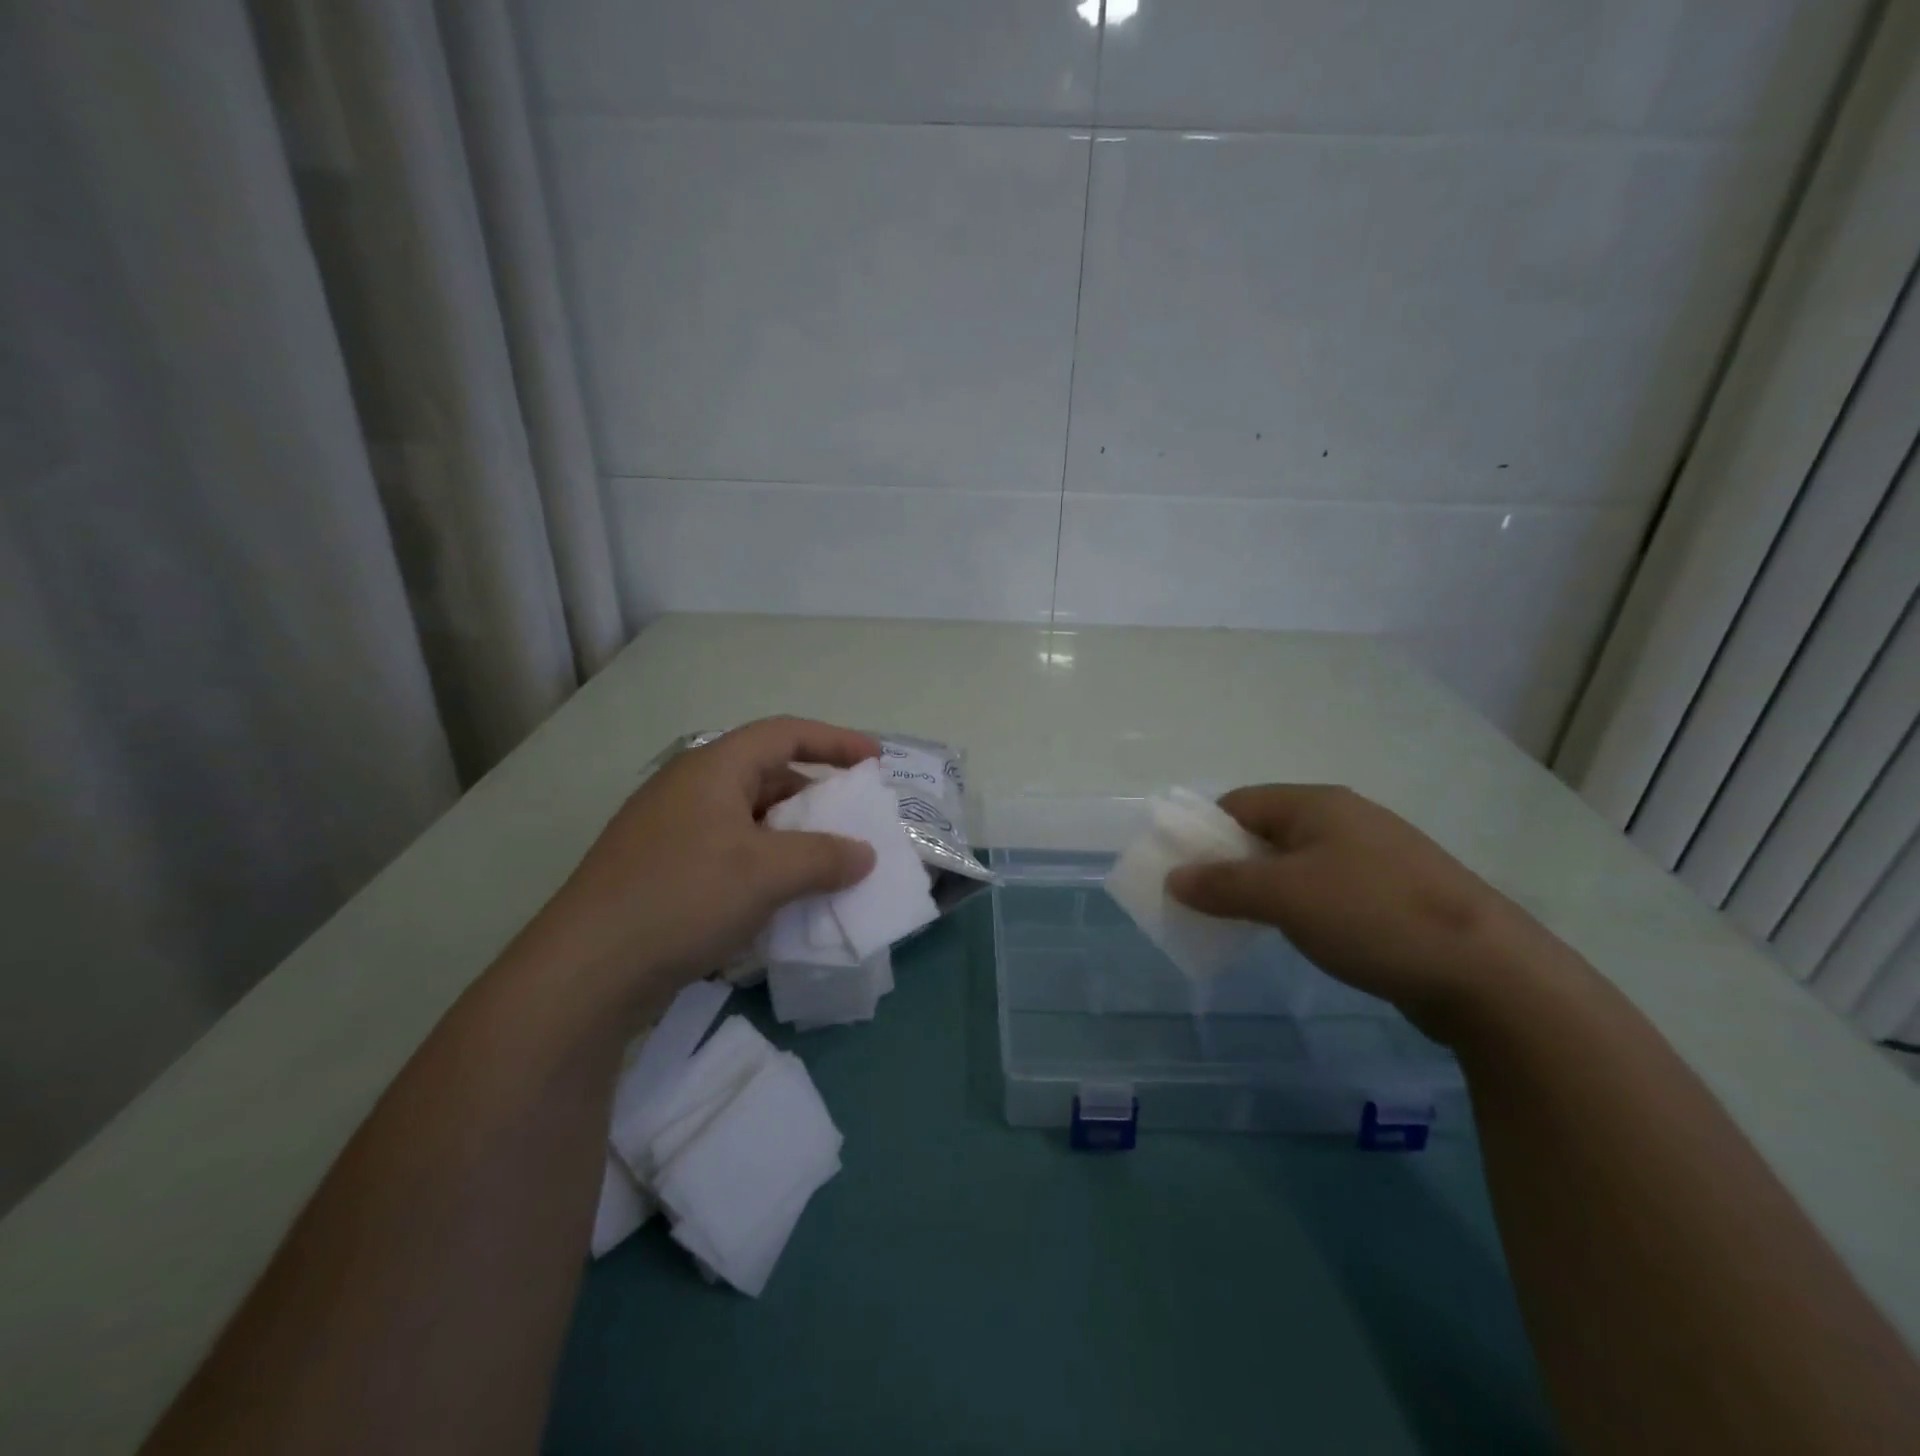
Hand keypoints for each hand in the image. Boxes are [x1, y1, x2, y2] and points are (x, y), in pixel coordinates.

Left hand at [531, 717, 880, 1006]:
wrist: (585, 972)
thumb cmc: (683, 898)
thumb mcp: (767, 873)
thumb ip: (824, 857)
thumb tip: (864, 855)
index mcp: (713, 769)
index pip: (784, 734)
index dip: (835, 741)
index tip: (875, 762)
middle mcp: (690, 790)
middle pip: (766, 776)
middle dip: (815, 796)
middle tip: (853, 821)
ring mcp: (671, 832)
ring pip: (748, 820)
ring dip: (791, 837)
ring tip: (826, 864)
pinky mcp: (661, 872)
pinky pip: (729, 853)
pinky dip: (764, 865)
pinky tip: (781, 898)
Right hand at [1166, 785, 1553, 1035]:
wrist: (1489, 973)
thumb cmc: (1372, 917)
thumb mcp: (1284, 897)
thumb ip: (1223, 885)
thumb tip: (1175, 878)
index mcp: (1317, 804)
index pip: (1239, 804)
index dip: (1205, 835)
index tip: (1186, 875)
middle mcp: (1346, 819)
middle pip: (1267, 832)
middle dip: (1232, 865)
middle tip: (1210, 905)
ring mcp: (1376, 857)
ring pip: (1298, 863)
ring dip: (1266, 889)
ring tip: (1251, 925)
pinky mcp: (1395, 894)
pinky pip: (1328, 889)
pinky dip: (1302, 907)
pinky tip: (1303, 936)